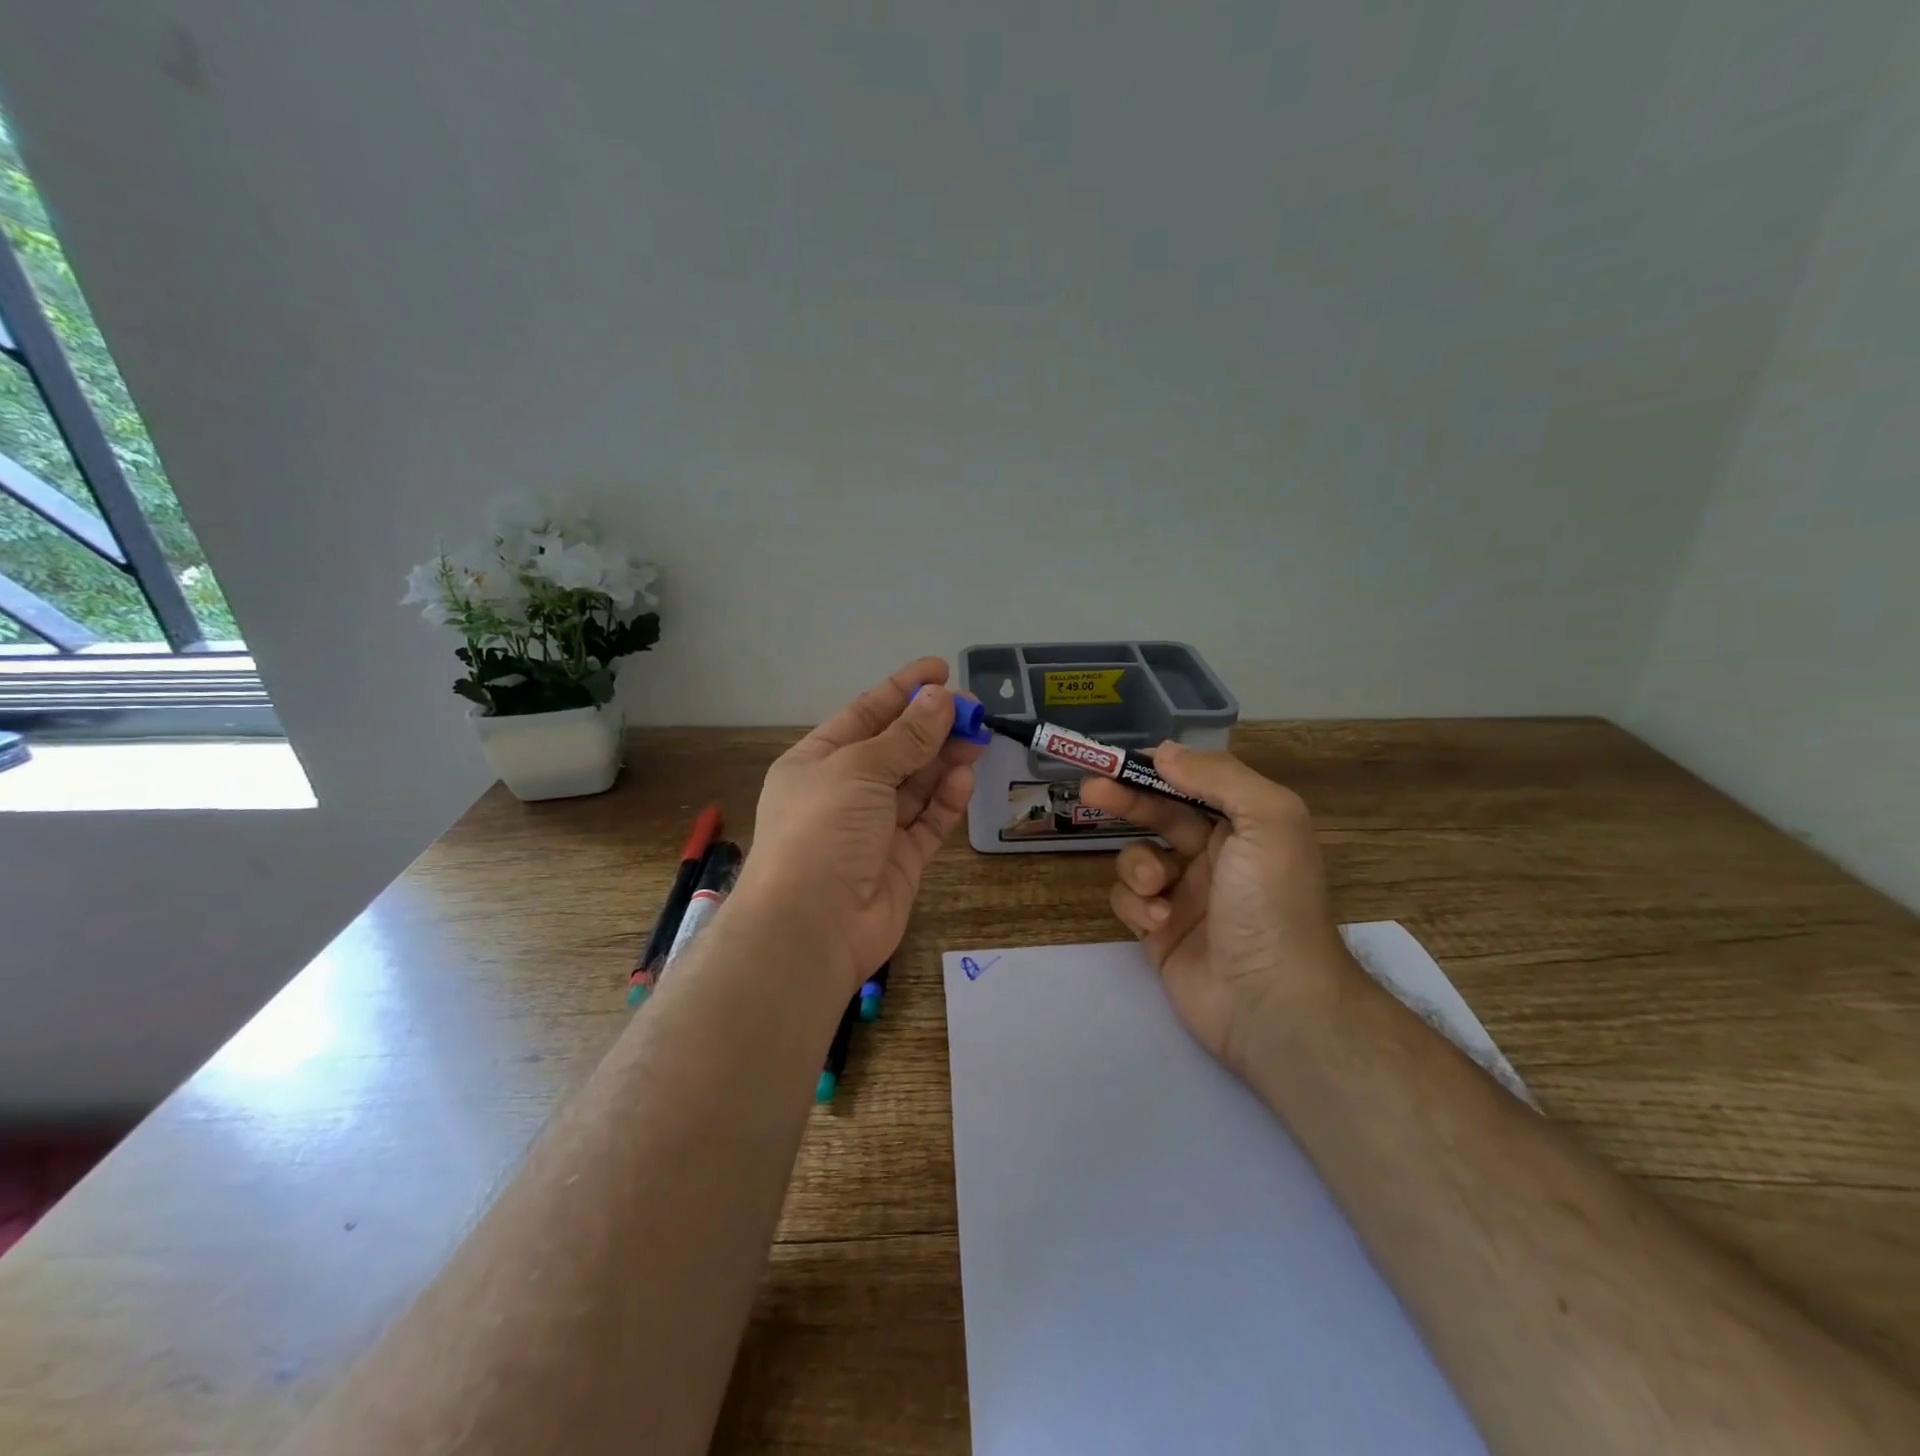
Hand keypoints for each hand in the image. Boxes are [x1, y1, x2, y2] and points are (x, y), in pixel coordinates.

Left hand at [734, 658, 984, 993]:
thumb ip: (906, 736)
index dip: (902, 690)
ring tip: (978, 738)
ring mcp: (873, 829)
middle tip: (974, 710)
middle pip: (896, 749)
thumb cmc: (822, 831)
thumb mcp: (860, 770)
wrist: (811, 927)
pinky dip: (946, 802)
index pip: (865, 714)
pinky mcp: (899, 862)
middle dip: (932, 727)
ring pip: (916, 785)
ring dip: (945, 760)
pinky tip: (964, 780)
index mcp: (818, 762)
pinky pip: (927, 823)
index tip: (941, 670)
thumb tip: (941, 698)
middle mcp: (844, 792)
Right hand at [1080, 744, 1357, 1074]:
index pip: (1194, 783)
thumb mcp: (1267, 821)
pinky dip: (1136, 905)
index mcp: (1245, 826)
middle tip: (1090, 789)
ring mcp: (1185, 895)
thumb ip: (1219, 777)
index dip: (1158, 768)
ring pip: (1137, 858)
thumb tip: (1165, 752)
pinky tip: (1158, 923)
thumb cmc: (1272, 902)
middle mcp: (1216, 856)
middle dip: (1126, 800)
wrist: (1270, 1001)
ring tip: (1156, 888)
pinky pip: (1129, 900)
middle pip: (1158, 814)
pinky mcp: (1159, 931)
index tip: (1120, 759)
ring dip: (1138, 866)